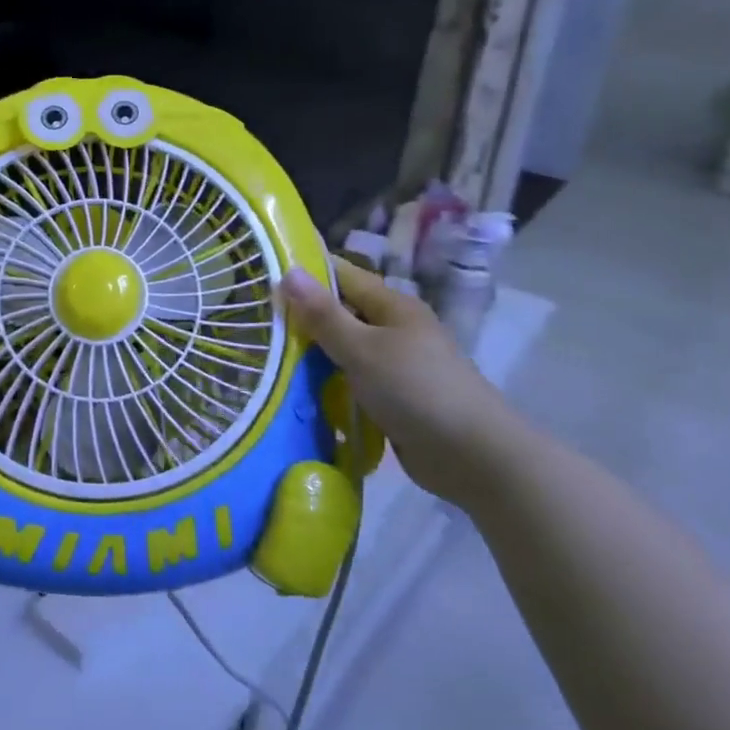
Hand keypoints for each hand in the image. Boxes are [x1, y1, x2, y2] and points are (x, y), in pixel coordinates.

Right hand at [281, 258, 521, 508]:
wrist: (475, 458)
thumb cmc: (417, 391)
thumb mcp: (363, 349)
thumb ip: (324, 315)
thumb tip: (288, 272)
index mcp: (393, 306)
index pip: (341, 275)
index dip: (305, 273)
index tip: (261, 276)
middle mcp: (395, 329)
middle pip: (341, 313)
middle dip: (303, 318)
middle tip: (254, 322)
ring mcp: (396, 365)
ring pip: (344, 350)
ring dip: (313, 355)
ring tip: (265, 357)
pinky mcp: (395, 398)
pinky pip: (352, 381)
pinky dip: (329, 384)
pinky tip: (298, 392)